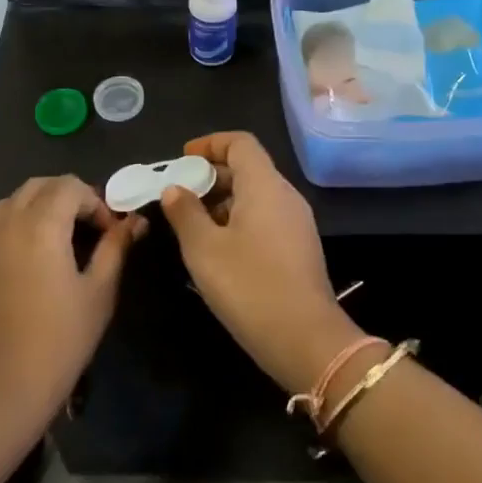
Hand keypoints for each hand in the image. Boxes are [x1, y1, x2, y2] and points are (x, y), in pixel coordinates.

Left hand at [0, 177, 147, 444]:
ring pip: (13, 202)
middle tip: (89, 229)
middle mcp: (6, 223)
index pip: (71, 186)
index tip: (111, 233)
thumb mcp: (98, 295)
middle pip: (39, 186)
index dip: (96, 202)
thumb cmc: (55, 346)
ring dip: (40, 207)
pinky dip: (17, 227)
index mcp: (40, 225)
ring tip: (60, 241)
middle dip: (68, 197)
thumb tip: (134, 221)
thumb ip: (116, 249)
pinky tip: (32, 263)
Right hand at [159, 132, 360, 394]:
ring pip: (256, 195)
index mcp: (264, 184)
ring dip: (223, 200)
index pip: (240, 143)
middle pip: (248, 168)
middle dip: (211, 175)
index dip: (210, 143)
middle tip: (179, 194)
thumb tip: (174, 188)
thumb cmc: (250, 286)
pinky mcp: (299, 247)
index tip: (183, 158)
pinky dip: (238, 219)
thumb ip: (185, 213)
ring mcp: (296, 222)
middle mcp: (285, 194)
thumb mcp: (204, 250)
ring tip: (191, 223)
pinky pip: (265, 217)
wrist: (306, 339)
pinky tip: (217, 248)